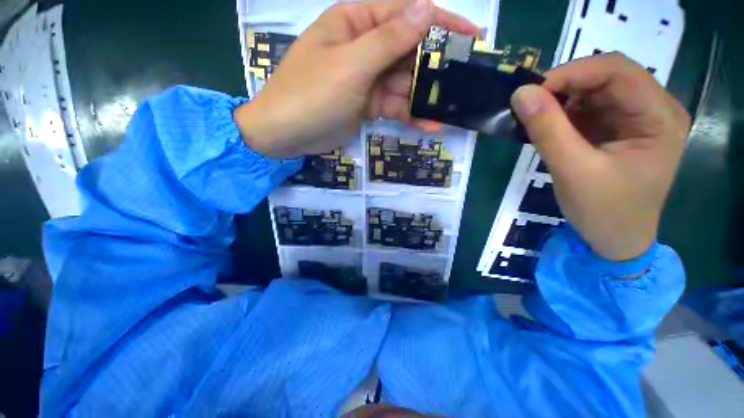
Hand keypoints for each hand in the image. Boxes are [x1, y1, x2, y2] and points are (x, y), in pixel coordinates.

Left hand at [235, 0, 477, 157]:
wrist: (286, 135)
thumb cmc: (311, 95)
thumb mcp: (350, 65)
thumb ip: (388, 40)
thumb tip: (425, 10)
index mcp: (356, 23)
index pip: (406, 14)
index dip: (441, 23)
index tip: (472, 38)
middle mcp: (364, 47)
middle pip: (408, 51)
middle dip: (435, 68)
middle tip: (463, 83)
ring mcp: (366, 79)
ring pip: (403, 83)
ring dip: (424, 98)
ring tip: (449, 110)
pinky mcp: (366, 104)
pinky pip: (393, 106)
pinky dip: (410, 114)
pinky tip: (428, 124)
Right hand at [510, 53, 689, 260]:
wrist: (615, 240)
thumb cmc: (603, 211)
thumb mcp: (572, 170)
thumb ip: (547, 129)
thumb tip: (520, 94)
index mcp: (659, 117)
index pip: (616, 70)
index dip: (571, 73)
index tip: (530, 93)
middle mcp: (653, 109)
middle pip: (607, 76)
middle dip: (564, 86)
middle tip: (528, 106)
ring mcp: (636, 118)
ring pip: (594, 91)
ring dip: (561, 101)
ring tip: (535, 120)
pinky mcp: (618, 129)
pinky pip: (588, 108)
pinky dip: (563, 114)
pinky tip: (548, 128)